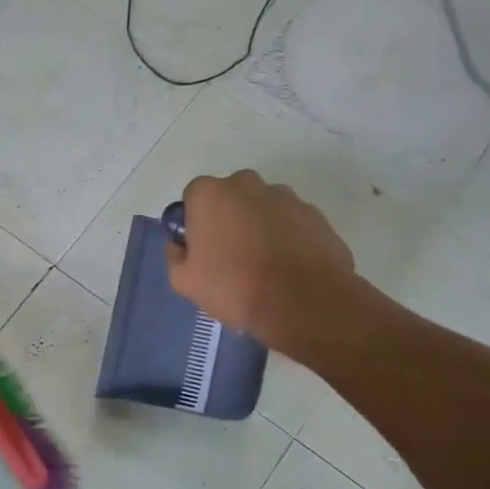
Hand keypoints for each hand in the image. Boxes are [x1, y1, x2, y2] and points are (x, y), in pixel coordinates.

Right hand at [164, 171, 362, 355]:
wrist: (304, 303)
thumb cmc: (234, 287)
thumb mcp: (184, 281)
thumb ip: (174, 254)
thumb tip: (180, 244)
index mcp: (210, 194)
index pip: (194, 196)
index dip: (195, 221)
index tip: (201, 247)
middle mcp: (248, 184)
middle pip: (230, 196)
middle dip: (228, 218)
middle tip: (230, 255)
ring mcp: (286, 197)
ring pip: (263, 207)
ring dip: (259, 226)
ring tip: (263, 264)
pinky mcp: (315, 215)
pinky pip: (290, 222)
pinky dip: (286, 237)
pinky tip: (287, 266)